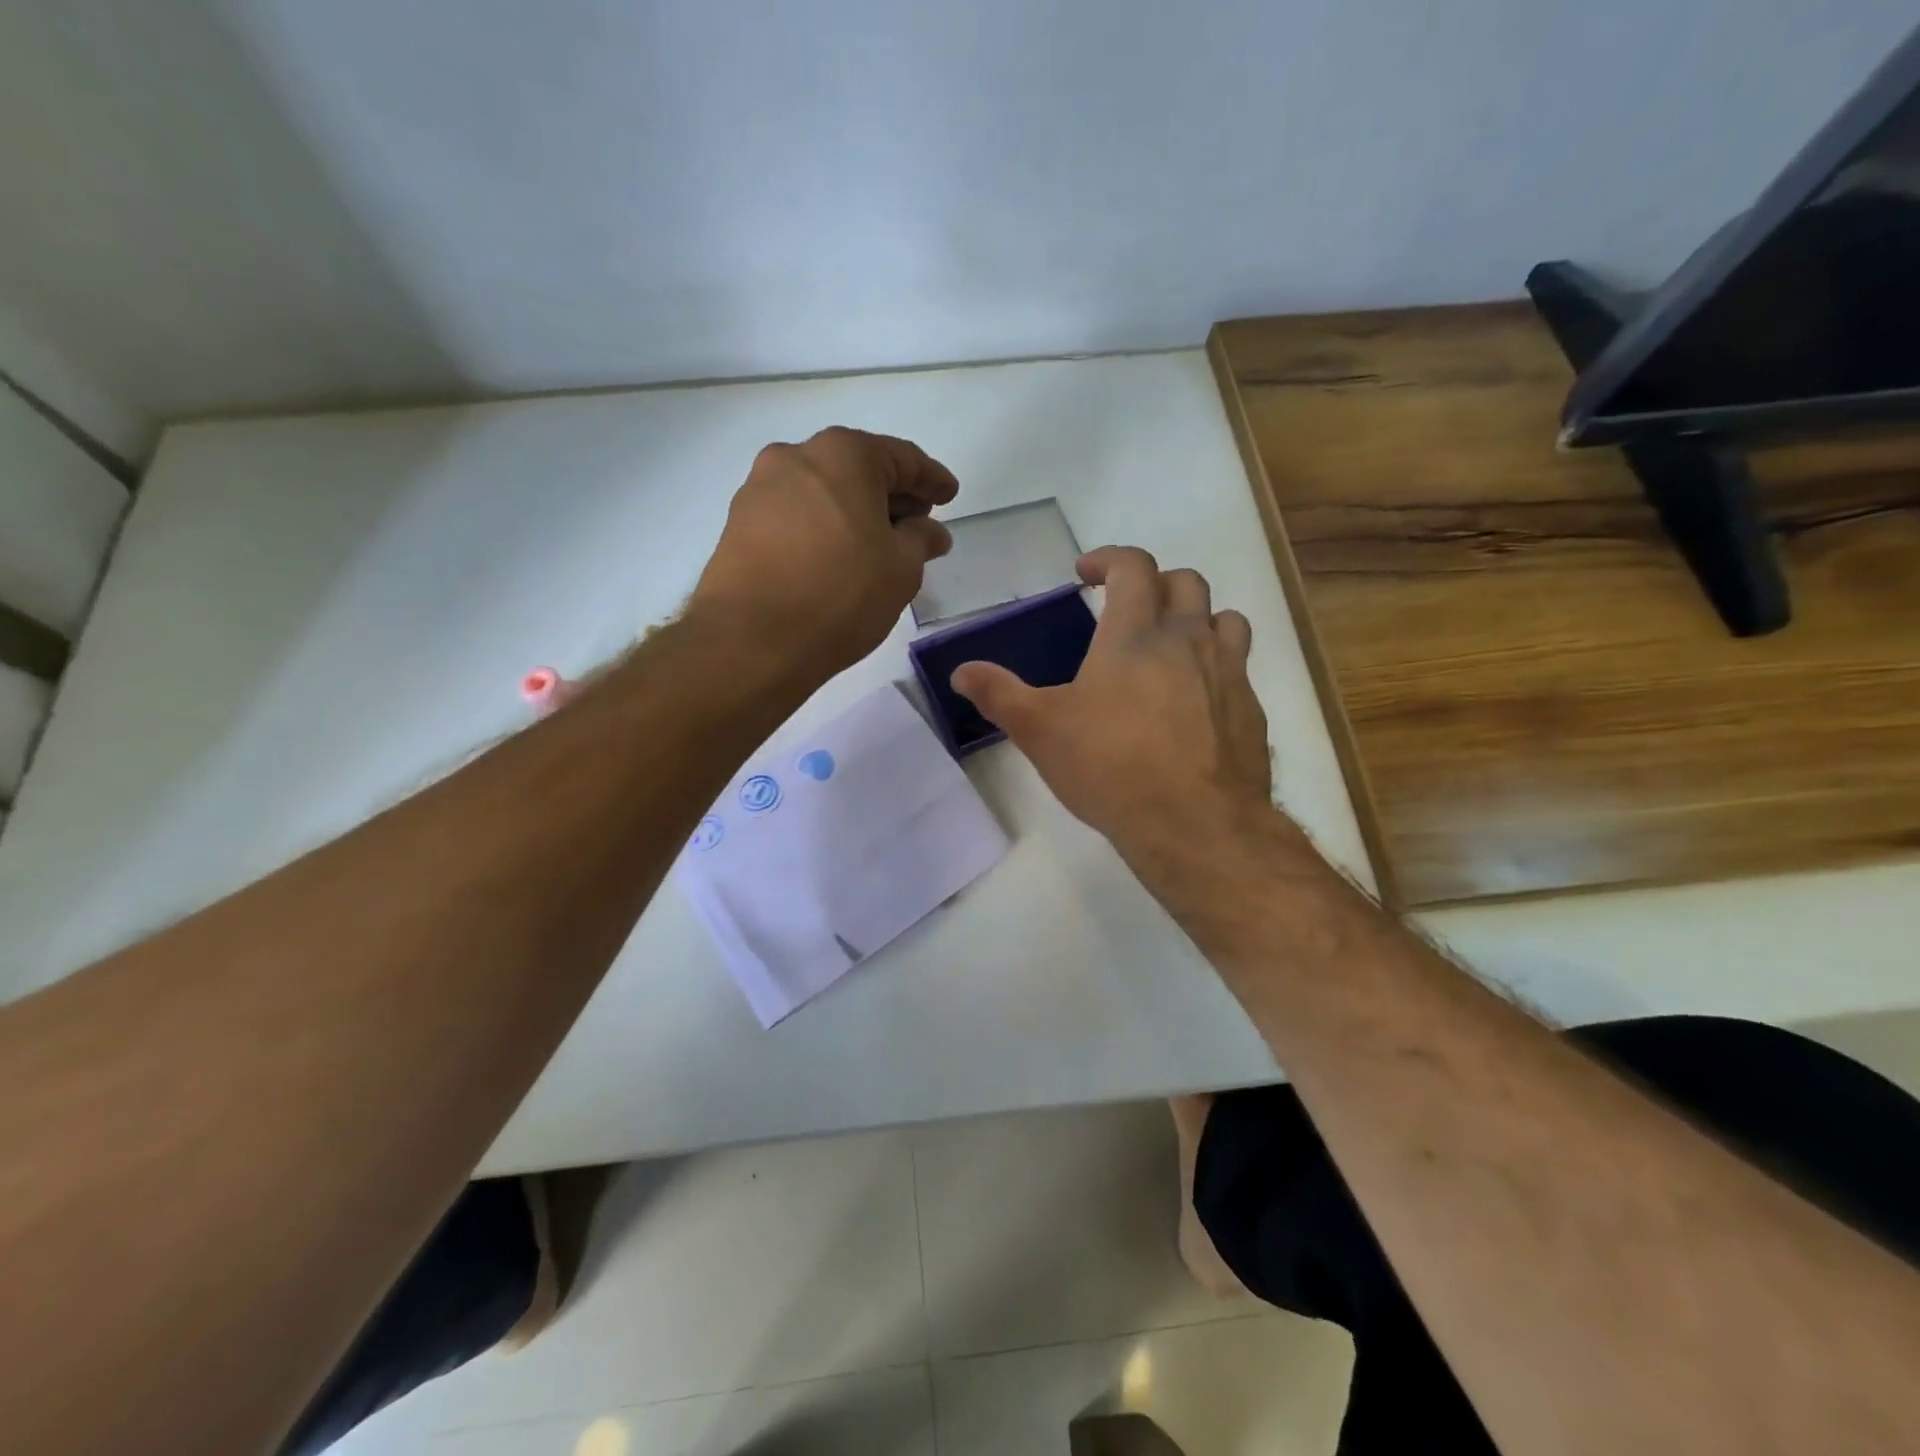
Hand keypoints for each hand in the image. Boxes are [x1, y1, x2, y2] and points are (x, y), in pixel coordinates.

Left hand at [691, 427, 958, 681]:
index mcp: (843, 455)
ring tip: (876, 547)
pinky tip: (835, 559)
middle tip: (916, 524)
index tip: (949, 496)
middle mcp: (795, 457)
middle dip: (890, 495)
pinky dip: (822, 529)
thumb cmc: (841, 594)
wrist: (752, 640)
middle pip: (857, 469)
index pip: (901, 458)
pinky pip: (795, 516)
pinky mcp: (738, 525)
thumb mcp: (901, 569)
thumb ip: (921, 539)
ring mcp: (759, 489)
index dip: (931, 478)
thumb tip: (930, 531)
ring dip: (853, 512)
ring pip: (822, 492)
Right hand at [950, 547, 1274, 870]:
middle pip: (1185, 583)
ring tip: (1172, 645)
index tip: (1086, 573)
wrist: (1194, 824)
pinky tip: (1195, 704)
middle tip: (1129, 609)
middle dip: (1155, 584)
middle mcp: (1189, 639)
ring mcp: (1229, 673)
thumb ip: (999, 694)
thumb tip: (961, 672)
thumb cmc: (1110, 767)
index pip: (1133, 567)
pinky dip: (1218, 668)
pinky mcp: (1250, 710)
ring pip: (1225, 620)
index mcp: (1135, 634)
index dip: (1109, 559)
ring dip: (1197, 619)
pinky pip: (1239, 670)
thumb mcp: (1040, 731)